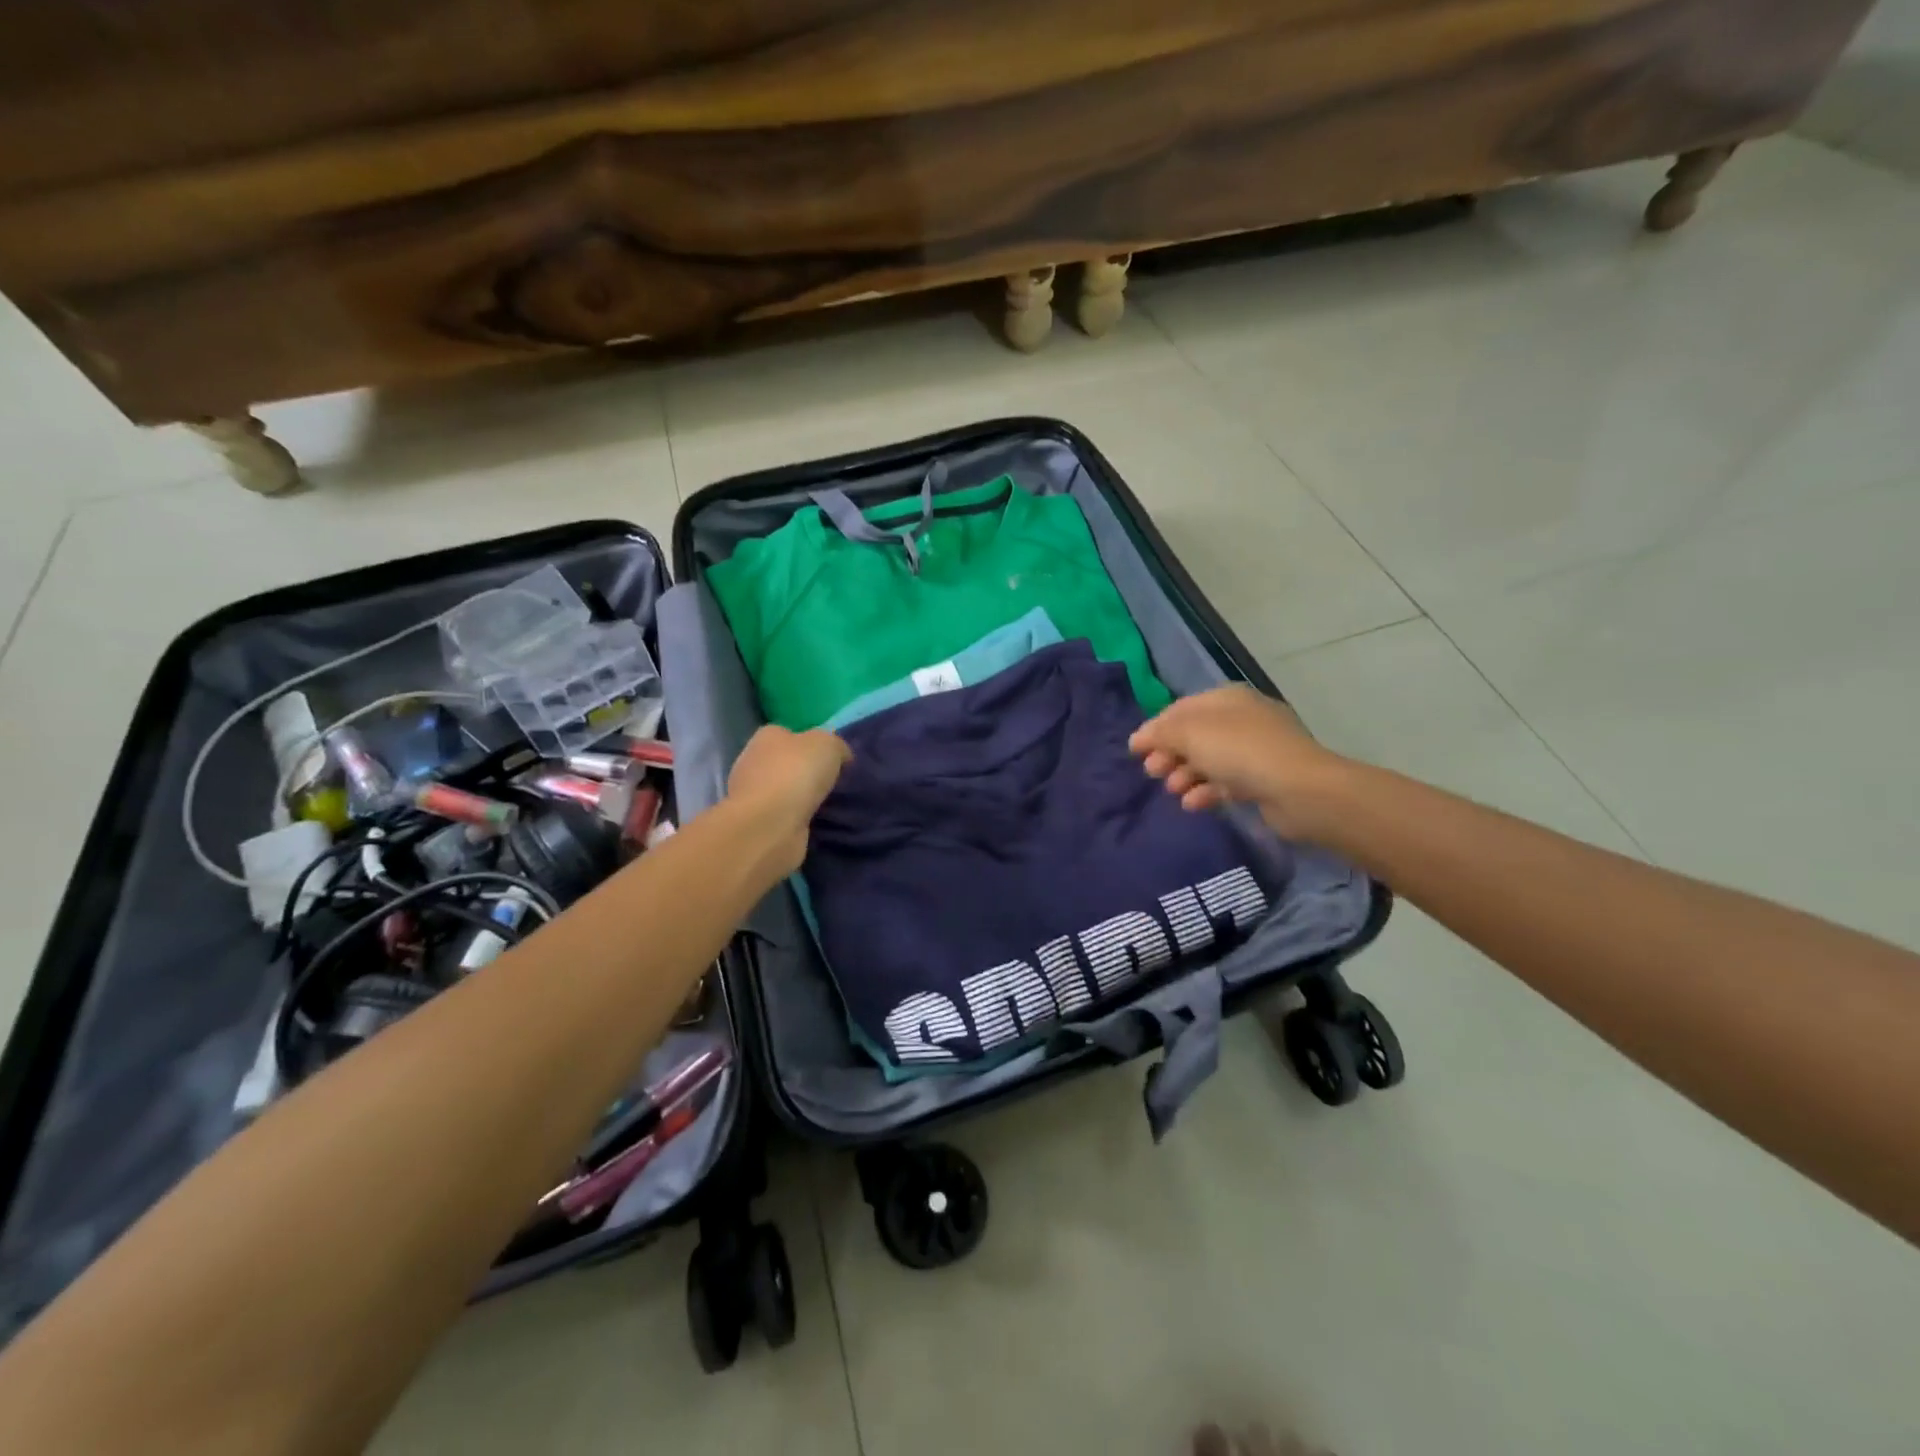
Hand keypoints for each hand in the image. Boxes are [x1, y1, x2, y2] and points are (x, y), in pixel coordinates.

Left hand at [726, 726, 850, 875]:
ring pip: (786, 792)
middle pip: (786, 763)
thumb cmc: (796, 773)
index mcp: (767, 736)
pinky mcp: (758, 824)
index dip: (812, 744)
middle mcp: (754, 762)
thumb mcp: (829, 745)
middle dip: (807, 773)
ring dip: (804, 799)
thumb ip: (836, 745)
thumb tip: (840, 756)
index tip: (834, 759)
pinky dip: (799, 820)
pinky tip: (818, 824)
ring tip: (832, 806)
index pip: (790, 734)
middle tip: (836, 784)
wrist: (769, 825)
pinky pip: (786, 816)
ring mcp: (752, 795)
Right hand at [1129, 685, 1348, 841]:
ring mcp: (1256, 750)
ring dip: (1185, 775)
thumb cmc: (1240, 751)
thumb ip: (1161, 733)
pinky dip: (1206, 791)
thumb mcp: (1191, 733)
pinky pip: (1225, 782)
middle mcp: (1242, 719)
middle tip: (1152, 773)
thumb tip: (1139, 738)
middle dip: (1170, 754)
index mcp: (1226, 698)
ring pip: (1209, 760)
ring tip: (1173, 791)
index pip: (1180, 709)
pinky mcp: (1263, 780)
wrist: (1299, 789)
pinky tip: (1193, 804)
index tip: (1134, 751)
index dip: (1155, 728)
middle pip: (1194, 735)